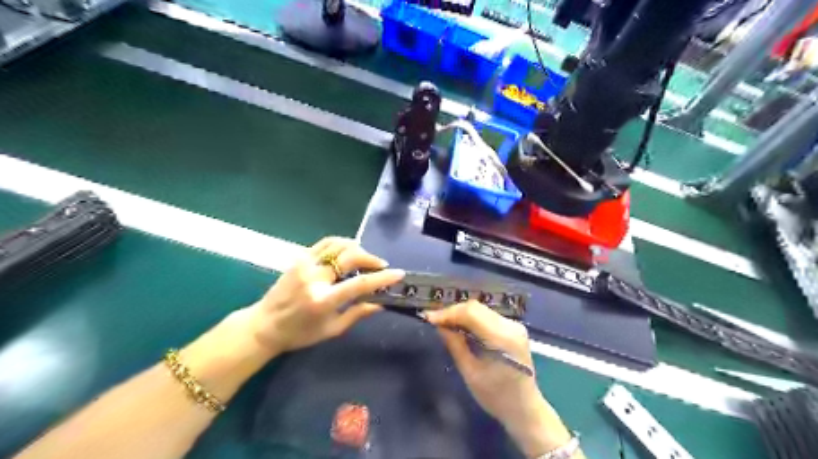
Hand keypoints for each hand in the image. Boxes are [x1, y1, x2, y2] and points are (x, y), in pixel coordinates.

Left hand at [249, 239, 402, 353]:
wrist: (264, 325)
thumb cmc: (299, 334)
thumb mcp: (331, 330)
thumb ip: (357, 314)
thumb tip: (381, 303)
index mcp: (323, 300)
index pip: (359, 284)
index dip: (382, 278)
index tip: (398, 273)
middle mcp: (315, 278)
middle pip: (350, 257)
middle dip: (371, 258)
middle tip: (381, 265)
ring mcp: (305, 264)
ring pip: (338, 244)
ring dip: (357, 248)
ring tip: (365, 258)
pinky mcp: (299, 258)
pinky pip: (325, 243)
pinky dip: (342, 244)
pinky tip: (349, 251)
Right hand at [425, 301, 576, 458]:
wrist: (525, 409)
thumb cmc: (496, 397)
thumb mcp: (470, 373)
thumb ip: (455, 345)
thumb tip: (439, 325)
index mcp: (502, 338)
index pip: (471, 313)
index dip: (448, 312)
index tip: (429, 318)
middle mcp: (511, 326)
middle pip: (476, 308)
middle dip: (453, 312)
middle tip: (434, 321)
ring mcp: (514, 325)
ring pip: (481, 309)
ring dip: (461, 314)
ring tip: (444, 323)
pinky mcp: (513, 328)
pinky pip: (487, 316)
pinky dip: (471, 318)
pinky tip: (460, 327)